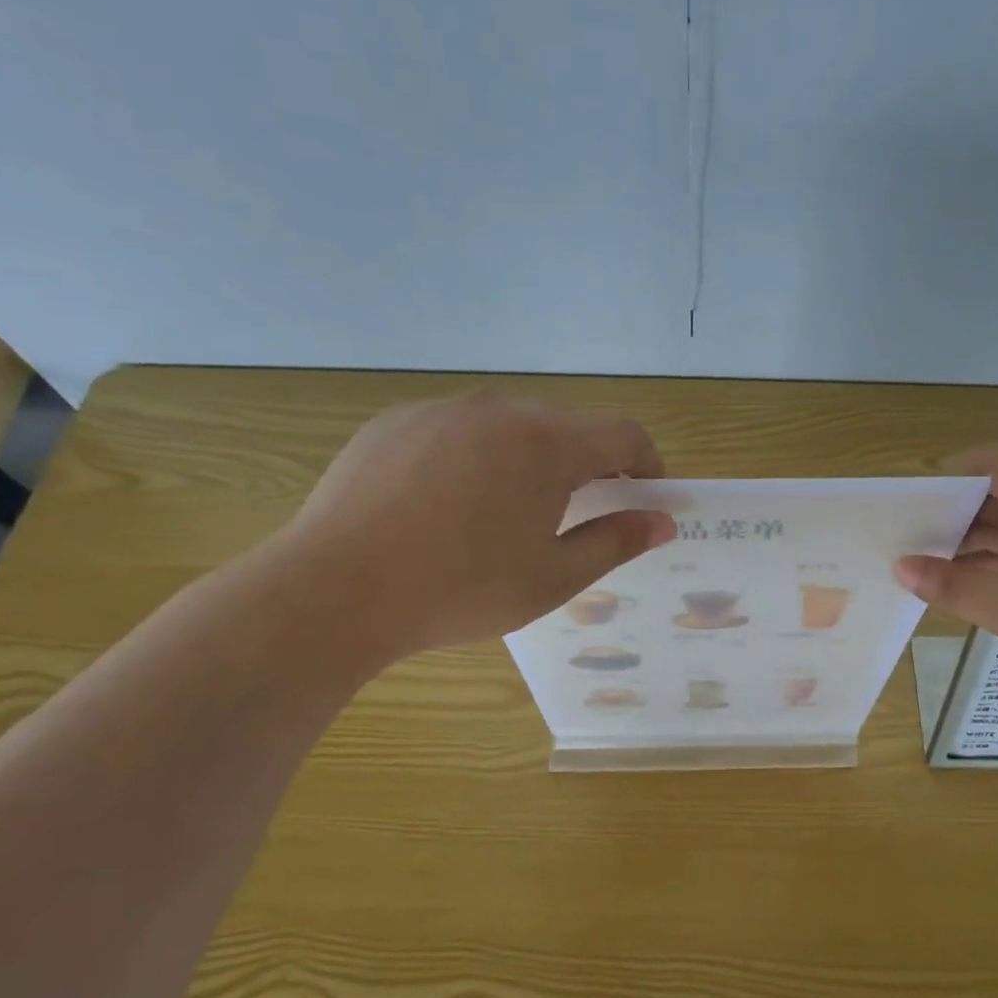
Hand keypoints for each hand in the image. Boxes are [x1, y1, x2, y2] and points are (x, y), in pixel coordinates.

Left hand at [273, 392, 674, 664]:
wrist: (335, 589)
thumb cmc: (460, 589)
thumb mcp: (553, 577)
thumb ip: (616, 541)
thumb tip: (662, 522)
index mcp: (547, 443)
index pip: (624, 434)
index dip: (648, 464)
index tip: (645, 499)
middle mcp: (500, 408)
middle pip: (569, 426)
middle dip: (589, 464)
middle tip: (580, 515)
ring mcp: (442, 409)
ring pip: (512, 424)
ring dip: (532, 459)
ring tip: (510, 513)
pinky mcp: (397, 421)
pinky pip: (460, 428)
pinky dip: (479, 456)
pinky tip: (451, 504)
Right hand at [895, 447, 997, 733]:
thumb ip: (954, 585)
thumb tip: (900, 567)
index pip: (991, 466)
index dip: (944, 482)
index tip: (901, 509)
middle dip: (952, 518)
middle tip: (900, 542)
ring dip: (972, 544)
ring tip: (919, 564)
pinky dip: (997, 563)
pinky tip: (959, 582)